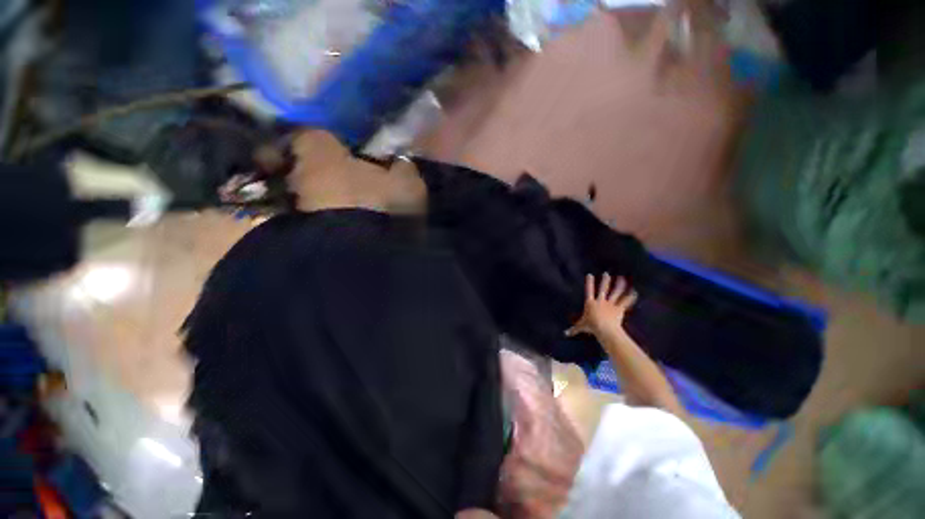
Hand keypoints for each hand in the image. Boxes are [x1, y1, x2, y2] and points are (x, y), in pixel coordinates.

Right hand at [565, 273, 636, 338]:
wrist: (604, 329)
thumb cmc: (591, 326)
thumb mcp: (581, 327)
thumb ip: (574, 329)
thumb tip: (565, 334)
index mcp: (590, 303)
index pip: (589, 290)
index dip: (589, 282)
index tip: (590, 275)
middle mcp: (600, 301)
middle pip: (603, 289)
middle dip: (605, 281)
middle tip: (606, 274)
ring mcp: (610, 304)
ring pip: (615, 293)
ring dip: (619, 285)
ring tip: (622, 279)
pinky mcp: (619, 309)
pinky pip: (625, 302)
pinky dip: (630, 297)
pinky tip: (634, 292)